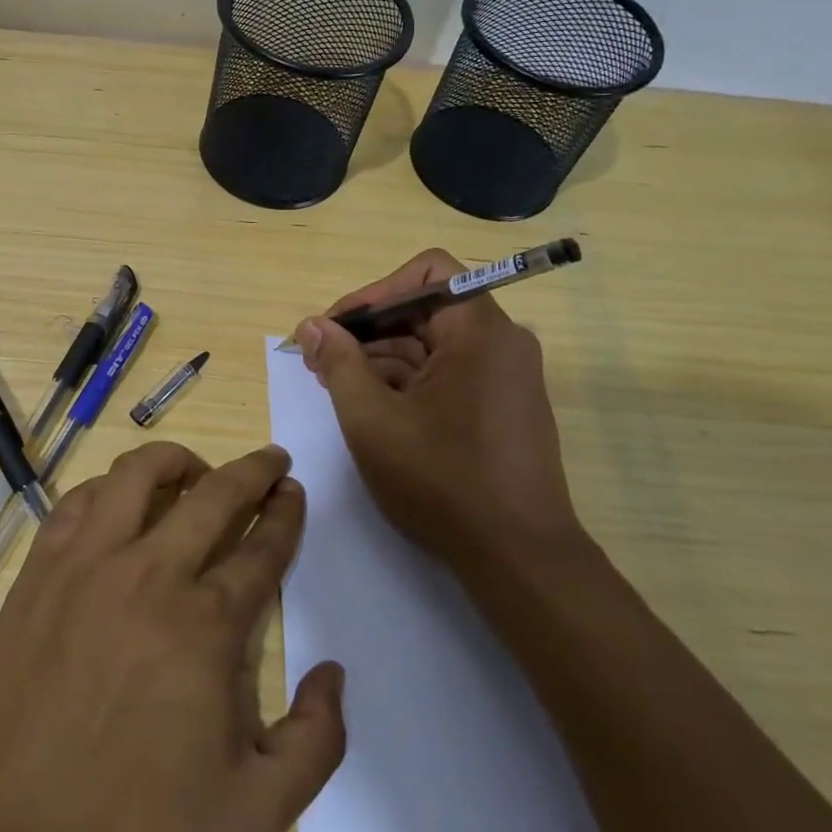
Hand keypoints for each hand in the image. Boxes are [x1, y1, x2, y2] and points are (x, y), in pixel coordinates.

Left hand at [0, 442, 346, 831]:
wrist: (15, 830)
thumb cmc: (138, 822)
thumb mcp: (256, 811)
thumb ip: (318, 743)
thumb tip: (332, 672)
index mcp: (207, 623)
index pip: (262, 546)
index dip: (285, 513)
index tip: (292, 491)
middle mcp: (152, 573)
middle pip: (216, 493)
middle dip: (254, 469)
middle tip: (270, 459)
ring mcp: (90, 562)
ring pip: (140, 473)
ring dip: (178, 460)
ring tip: (195, 470)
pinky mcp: (43, 565)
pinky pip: (80, 499)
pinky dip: (110, 488)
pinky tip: (120, 503)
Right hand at [295, 248, 579, 564]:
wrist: (519, 559)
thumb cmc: (442, 480)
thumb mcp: (372, 419)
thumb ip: (338, 362)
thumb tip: (312, 326)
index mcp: (480, 331)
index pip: (426, 272)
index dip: (373, 292)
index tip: (335, 328)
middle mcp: (502, 342)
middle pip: (426, 308)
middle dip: (369, 330)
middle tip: (321, 361)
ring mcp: (507, 376)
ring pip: (434, 343)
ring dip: (382, 358)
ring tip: (337, 387)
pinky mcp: (504, 406)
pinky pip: (450, 372)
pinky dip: (409, 380)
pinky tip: (373, 407)